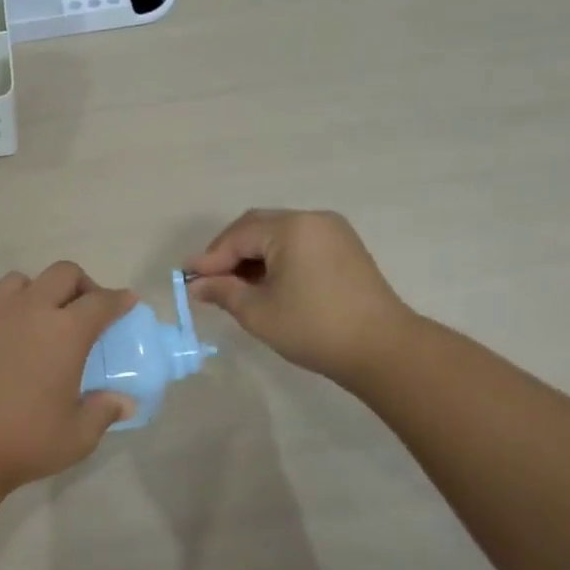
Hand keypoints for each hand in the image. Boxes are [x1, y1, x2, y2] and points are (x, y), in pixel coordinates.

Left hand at [0, 262, 137, 492]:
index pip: (100, 302)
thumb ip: (104, 412)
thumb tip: (123, 402)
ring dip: (40, 291)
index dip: (118, 300)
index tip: (127, 302)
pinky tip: (7, 344)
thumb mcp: (77, 436)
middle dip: (82, 284)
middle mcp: (29, 311)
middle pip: (63, 274)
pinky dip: (8, 313)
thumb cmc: (24, 441)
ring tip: (42, 321)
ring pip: (21, 281)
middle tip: (86, 311)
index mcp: (64, 332)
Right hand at [184, 210, 411, 386]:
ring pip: (277, 235)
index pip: (238, 236)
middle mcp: (313, 219)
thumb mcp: (258, 312)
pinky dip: (275, 259)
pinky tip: (264, 284)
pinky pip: (298, 244)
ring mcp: (333, 232)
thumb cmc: (314, 327)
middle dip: (229, 252)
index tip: (187, 278)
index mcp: (291, 227)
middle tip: (207, 279)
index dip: (210, 258)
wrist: (383, 350)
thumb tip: (196, 286)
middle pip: (257, 227)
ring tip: (233, 285)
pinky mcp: (345, 249)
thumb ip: (223, 292)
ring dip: (252, 256)